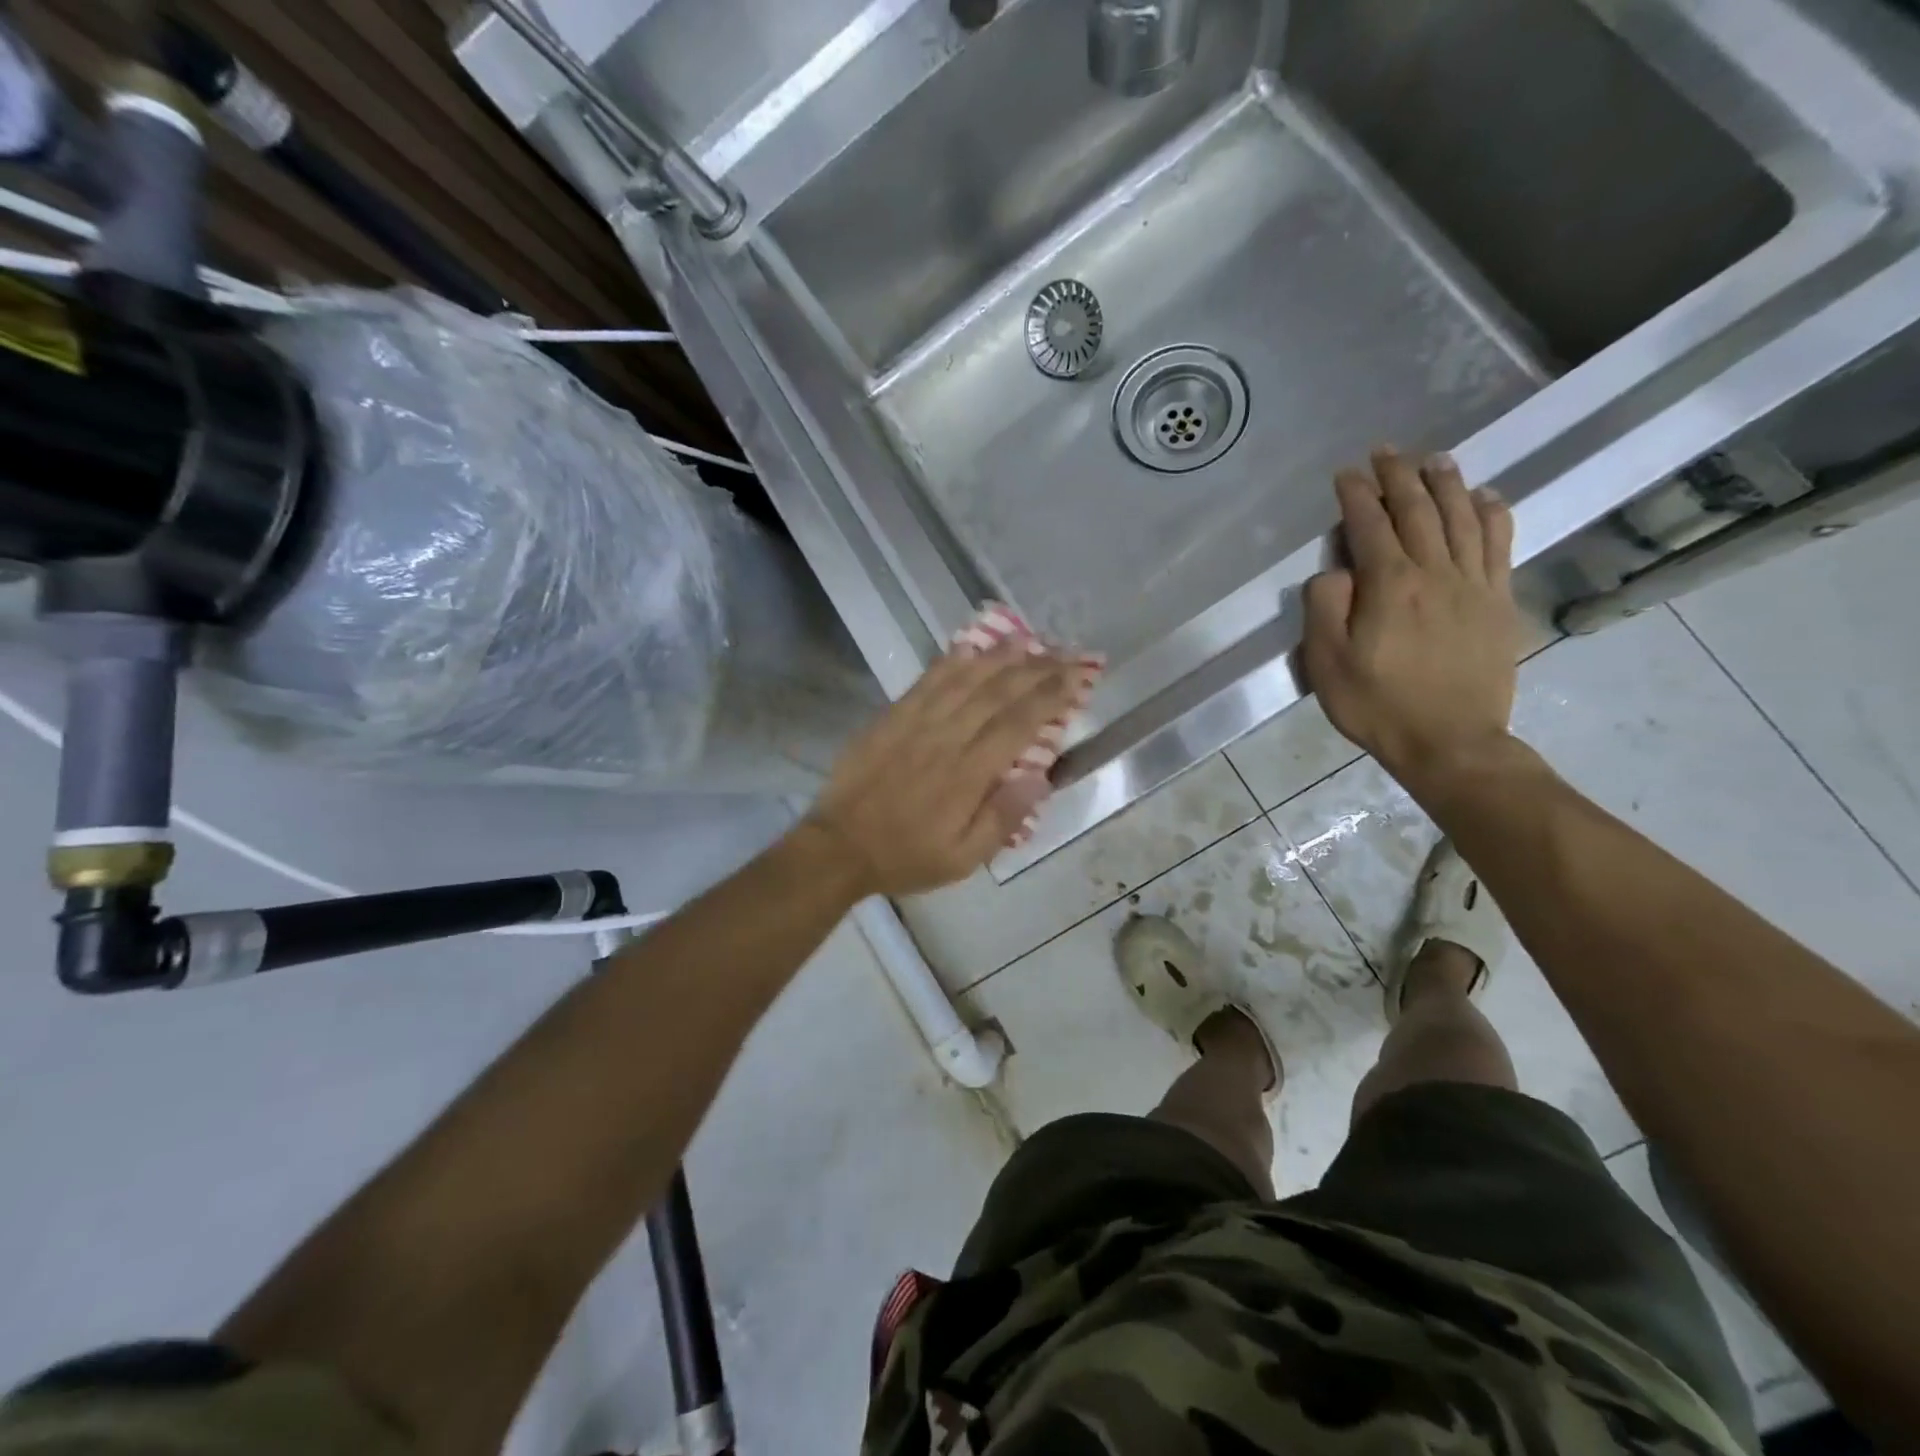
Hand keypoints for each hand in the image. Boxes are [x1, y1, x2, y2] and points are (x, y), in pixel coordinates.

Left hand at [806, 642, 1090, 897]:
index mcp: (968, 774)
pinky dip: (951, 661)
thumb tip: (1040, 778)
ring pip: (965, 678)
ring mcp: (915, 722)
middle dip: (1037, 669)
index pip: (1018, 723)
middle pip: (998, 692)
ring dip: (1000, 656)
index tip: (1077, 678)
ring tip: (1030, 640)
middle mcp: (946, 738)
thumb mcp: (962, 859)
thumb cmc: (907, 856)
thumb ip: (1003, 819)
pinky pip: (927, 681)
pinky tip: (970, 647)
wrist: (840, 846)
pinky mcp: (892, 717)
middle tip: (1066, 653)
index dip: (1051, 696)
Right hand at [1301, 447, 1520, 792]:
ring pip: (1462, 518)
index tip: (1346, 475)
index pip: (1370, 526)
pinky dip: (1492, 514)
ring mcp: (1474, 584)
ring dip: (1445, 483)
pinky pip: (1499, 545)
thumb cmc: (1377, 705)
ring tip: (1433, 459)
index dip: (1356, 496)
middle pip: (1418, 511)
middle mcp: (1435, 573)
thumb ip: (1325, 609)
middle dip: (1399, 476)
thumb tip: (1335, 572)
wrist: (1450, 742)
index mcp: (1389, 586)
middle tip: (1385, 452)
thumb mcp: (1327, 664)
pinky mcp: (1499, 601)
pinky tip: (1485, 496)